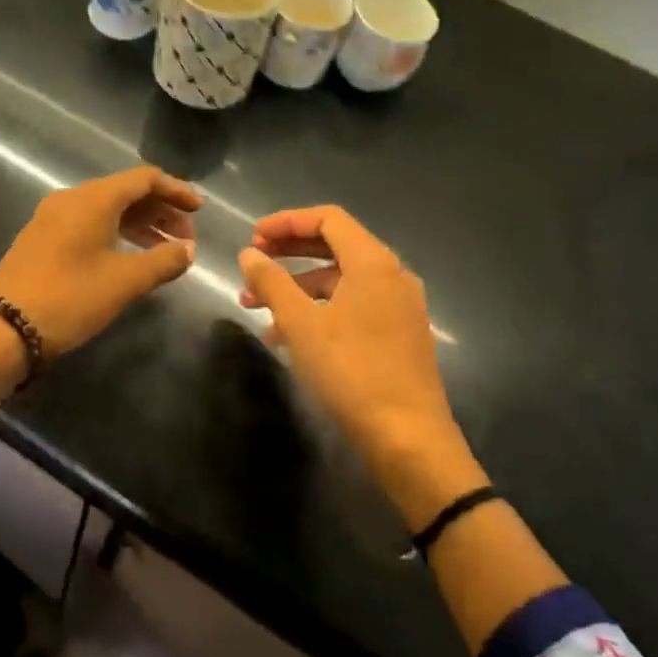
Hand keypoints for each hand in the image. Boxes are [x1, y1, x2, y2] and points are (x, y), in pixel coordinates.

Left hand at [0, 166, 202, 356]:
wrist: (2, 329)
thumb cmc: (70, 298)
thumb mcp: (124, 282)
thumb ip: (163, 261)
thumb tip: (187, 250)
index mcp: (93, 199)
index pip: (144, 179)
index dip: (176, 191)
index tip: (199, 211)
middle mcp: (71, 199)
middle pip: (125, 192)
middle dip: (160, 211)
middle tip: (186, 239)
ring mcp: (52, 218)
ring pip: (106, 209)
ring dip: (139, 224)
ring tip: (164, 250)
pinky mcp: (42, 239)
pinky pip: (88, 224)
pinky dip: (116, 233)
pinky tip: (129, 257)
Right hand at [239, 206, 483, 527]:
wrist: (408, 438)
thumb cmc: (351, 371)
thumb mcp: (300, 324)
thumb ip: (272, 282)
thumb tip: (249, 254)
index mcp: (374, 262)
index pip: (328, 219)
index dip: (286, 222)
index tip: (252, 237)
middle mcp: (392, 276)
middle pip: (334, 247)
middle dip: (288, 253)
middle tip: (252, 263)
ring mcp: (399, 307)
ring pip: (340, 281)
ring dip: (297, 287)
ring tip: (256, 307)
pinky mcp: (399, 335)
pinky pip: (352, 307)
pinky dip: (318, 310)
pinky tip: (286, 337)